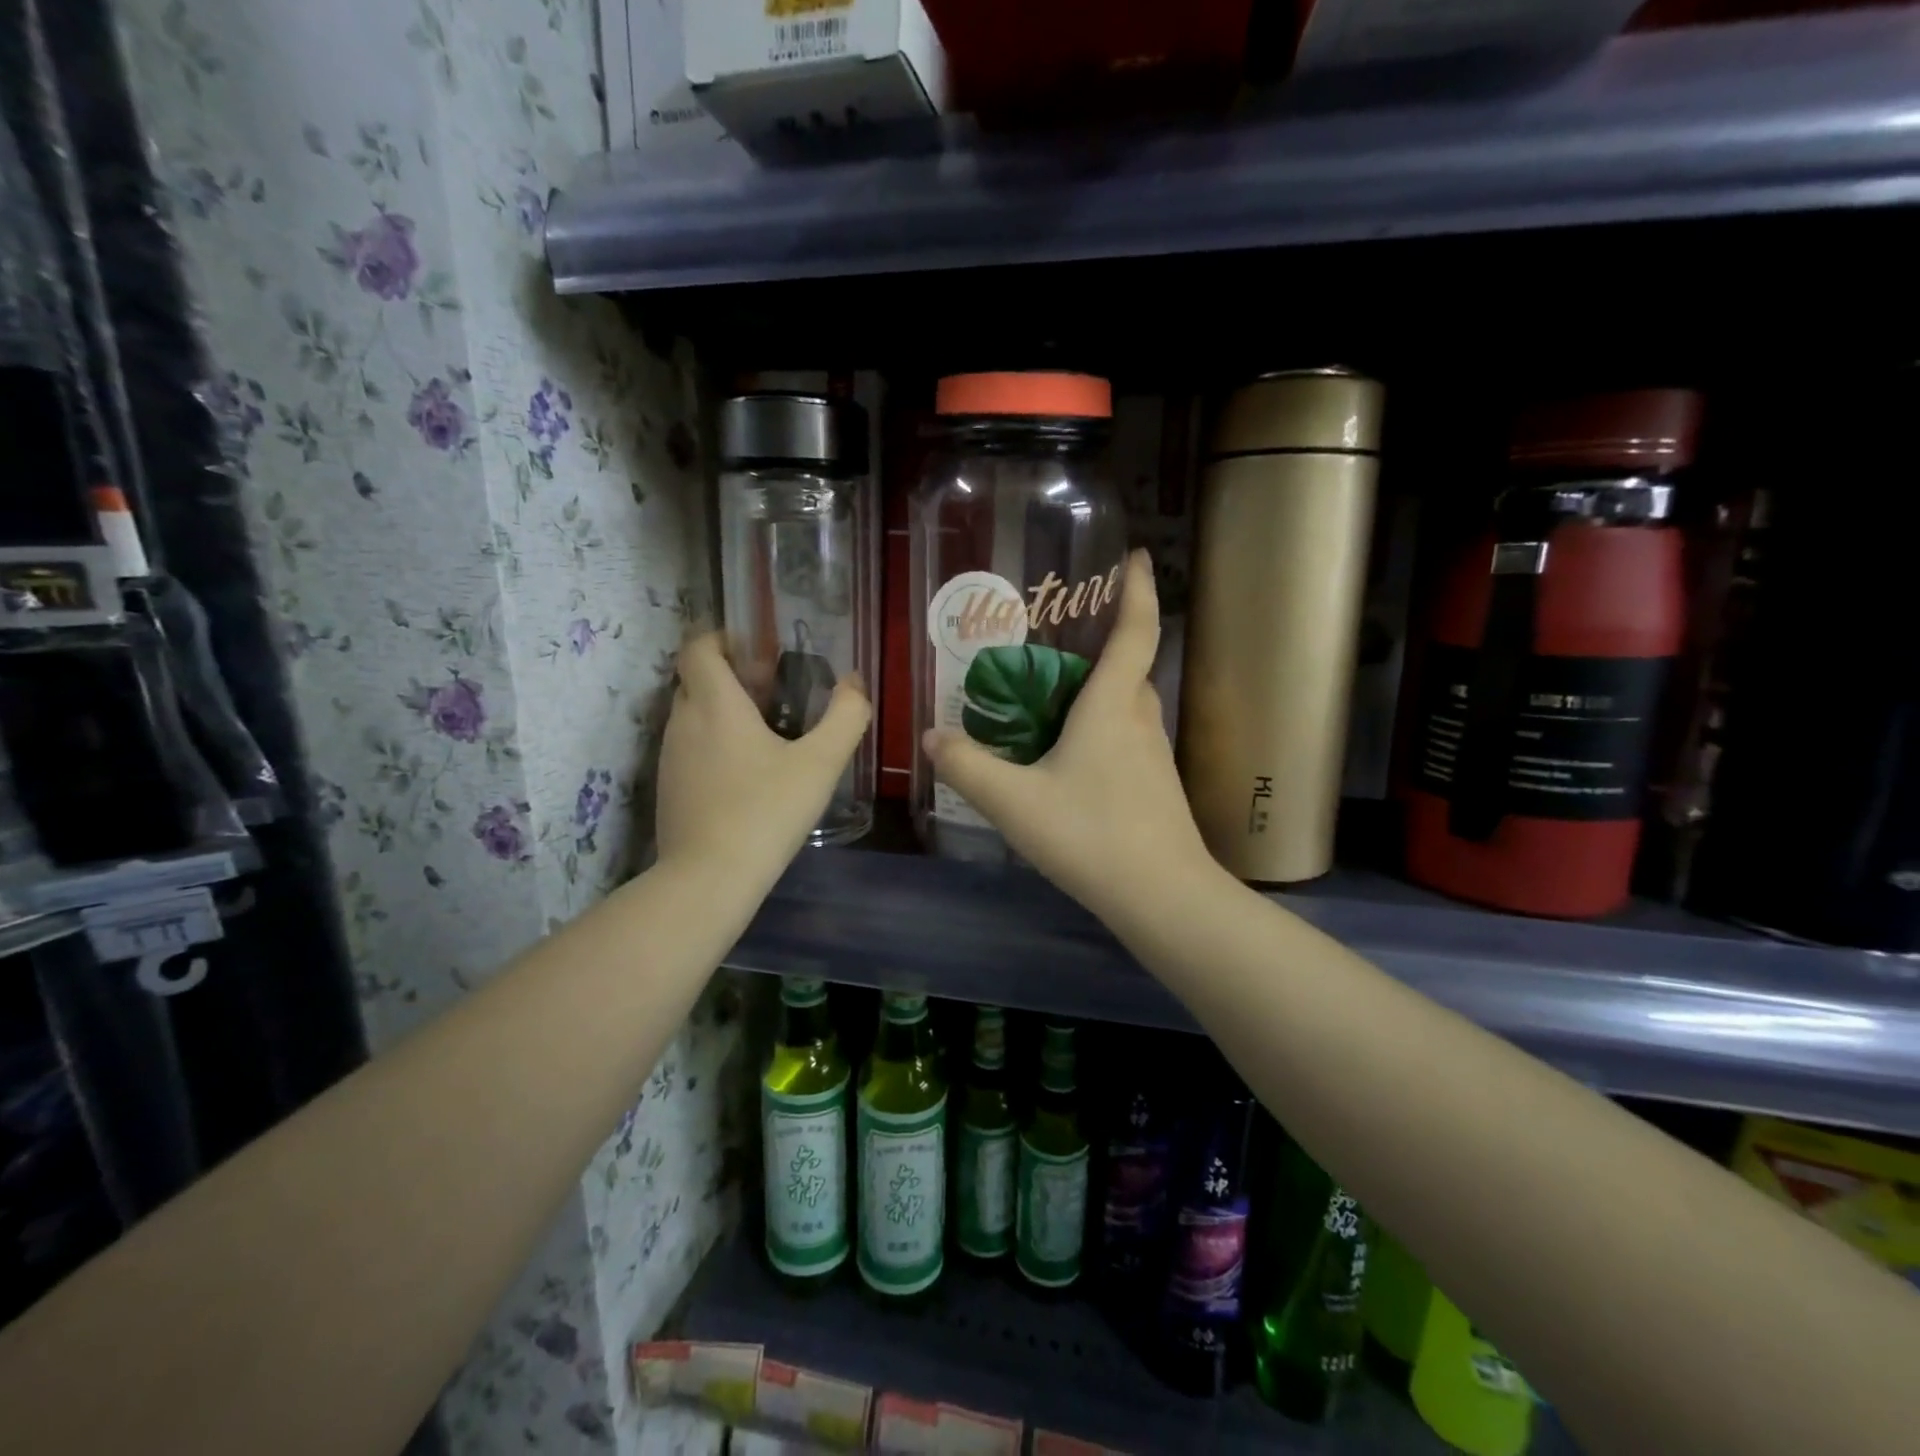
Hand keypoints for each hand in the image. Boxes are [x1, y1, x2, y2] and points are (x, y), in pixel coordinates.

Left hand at [656, 633, 869, 889]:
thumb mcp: (821, 763)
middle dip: (729, 675)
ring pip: (691, 715)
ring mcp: (669, 757)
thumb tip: (854, 683)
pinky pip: (689, 748)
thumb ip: (845, 717)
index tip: (755, 650)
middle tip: (771, 691)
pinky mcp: (668, 788)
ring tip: (765, 734)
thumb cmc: (767, 810)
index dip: (722, 638)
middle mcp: (683, 721)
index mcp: (714, 704)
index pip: (698, 647)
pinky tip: (747, 775)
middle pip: (695, 679)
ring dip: (722, 712)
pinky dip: (713, 744)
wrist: (710, 878)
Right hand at [922, 551, 1215, 923]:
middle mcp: (1139, 719)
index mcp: (1112, 705)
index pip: (1135, 631)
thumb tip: (931, 739)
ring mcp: (1154, 754)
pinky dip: (1102, 727)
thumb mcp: (1015, 802)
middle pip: (1129, 665)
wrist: (1163, 896)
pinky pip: (1127, 737)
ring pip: (1127, 704)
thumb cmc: (1091, 835)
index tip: (1134, 556)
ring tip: (1055, 693)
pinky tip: (1070, 756)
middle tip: (1060, 635)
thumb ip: (969, 768)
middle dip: (1105, 640)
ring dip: (1101, 687)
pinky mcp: (1156, 784)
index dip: (1137, 589)